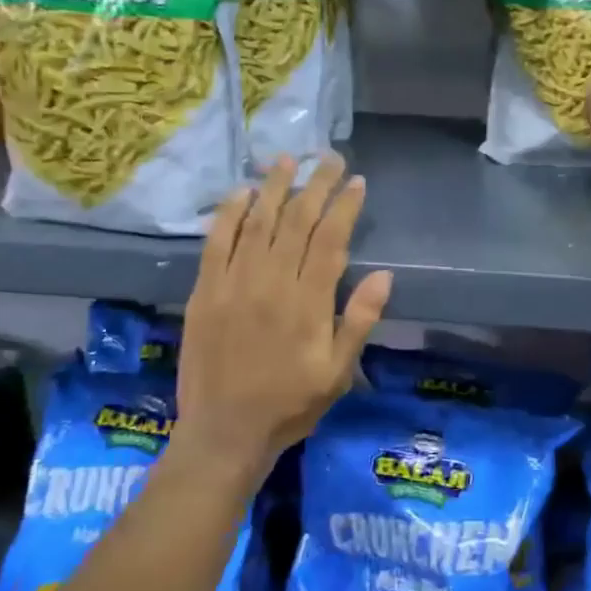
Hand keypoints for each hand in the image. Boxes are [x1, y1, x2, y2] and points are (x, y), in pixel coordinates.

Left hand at [176, 154, 392, 472]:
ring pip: (258, 222)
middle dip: (316, 185)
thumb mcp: (338, 372)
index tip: (356, 182)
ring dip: (275, 187)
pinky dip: (229, 213)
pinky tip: (241, 192)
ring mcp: (234, 284)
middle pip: (296, 221)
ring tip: (288, 159)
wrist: (224, 432)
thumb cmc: (290, 405)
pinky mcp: (206, 291)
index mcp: (308, 302)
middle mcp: (271, 283)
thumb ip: (359, 321)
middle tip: (329, 158)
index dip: (344, 206)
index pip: (330, 240)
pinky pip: (216, 242)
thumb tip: (384, 275)